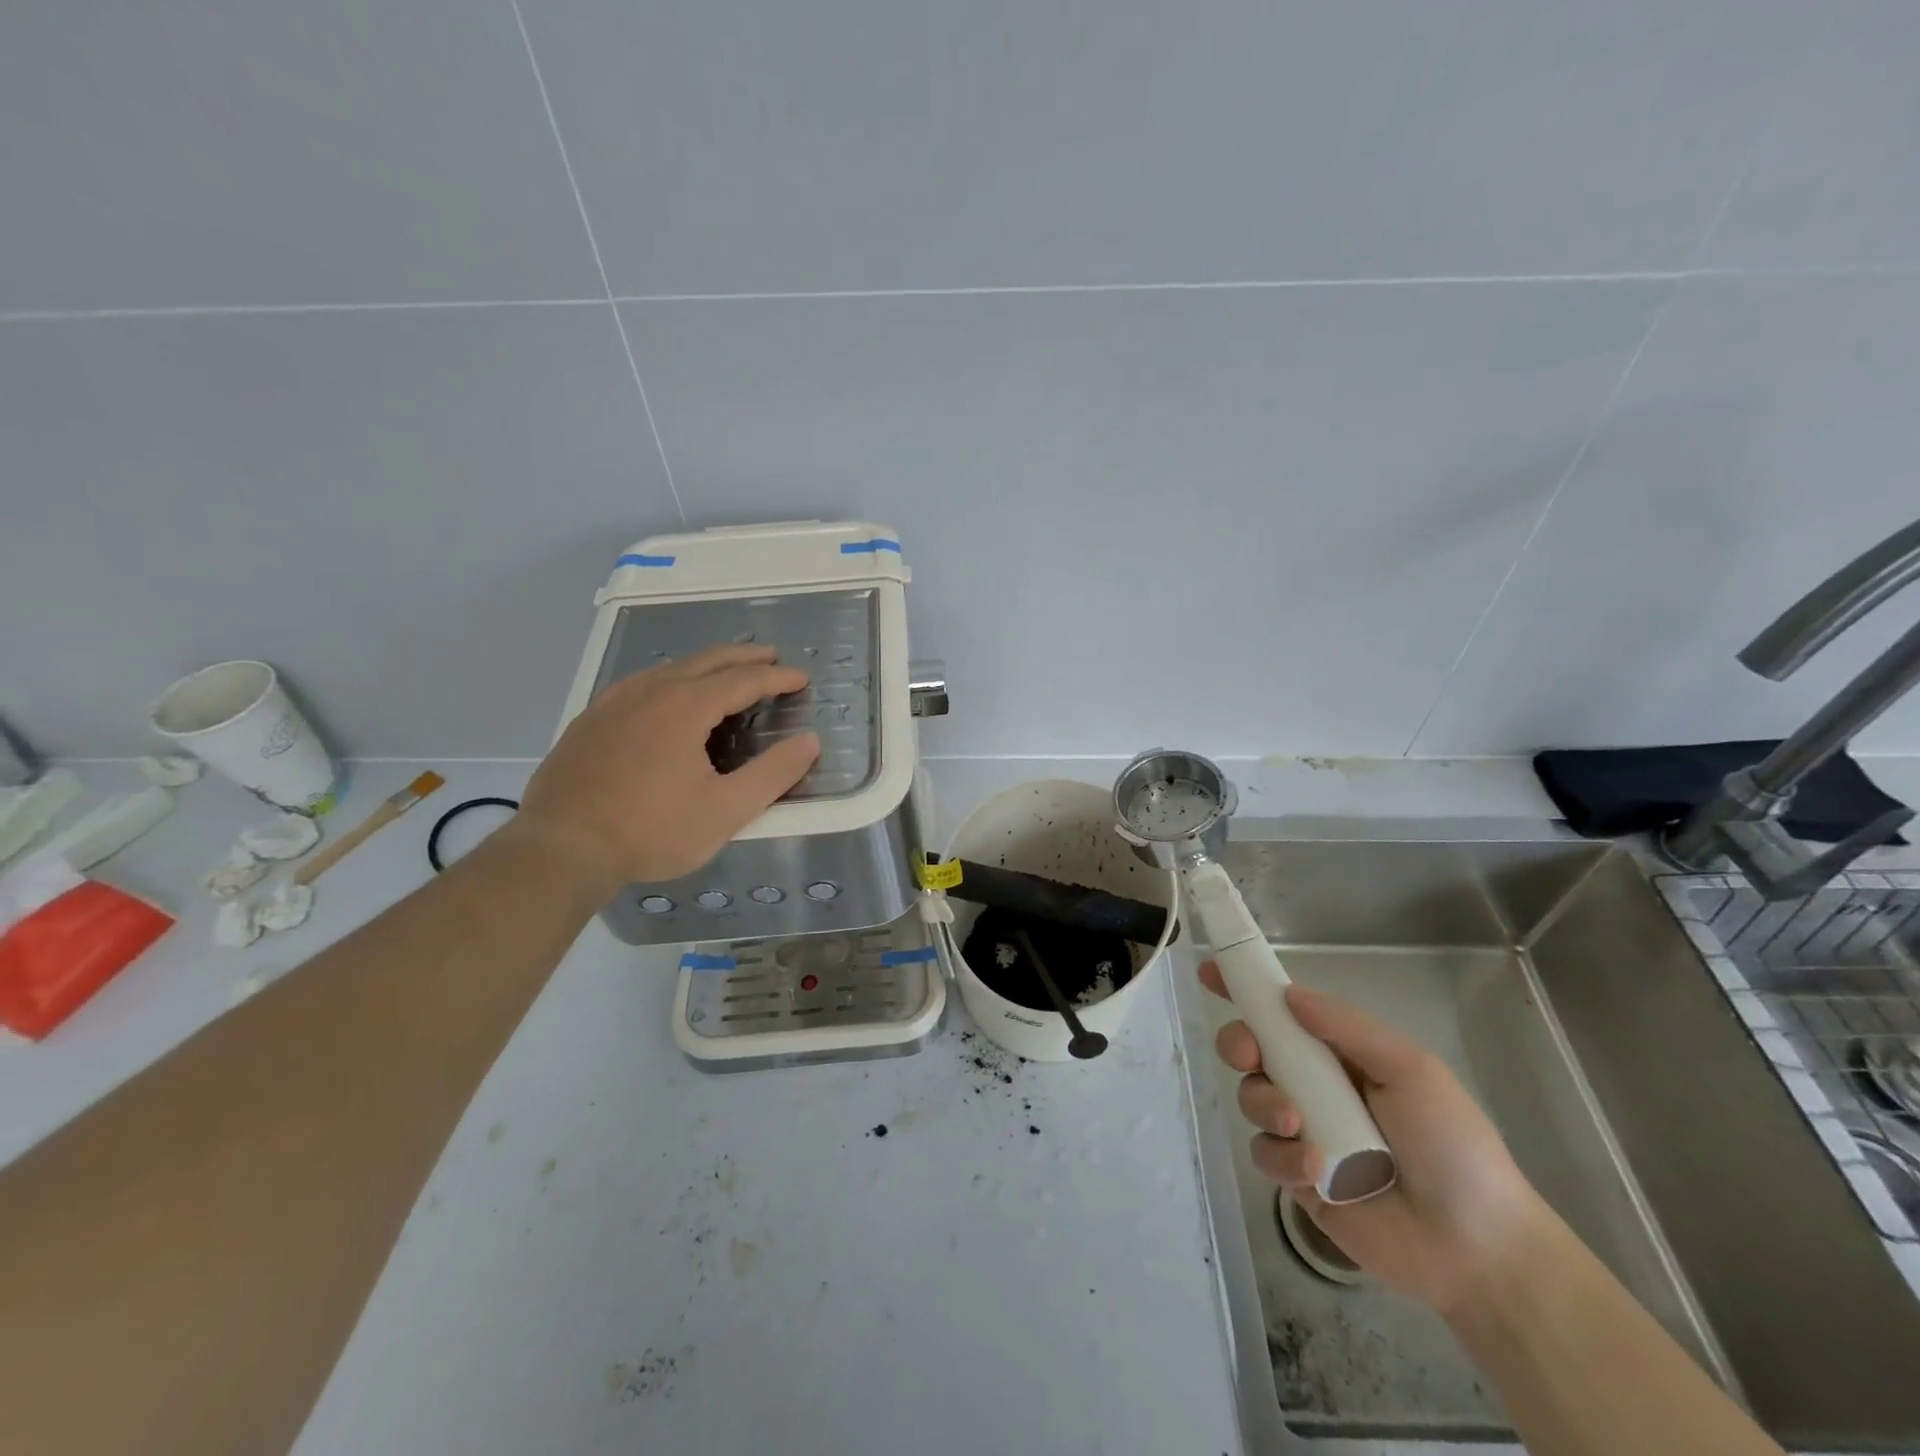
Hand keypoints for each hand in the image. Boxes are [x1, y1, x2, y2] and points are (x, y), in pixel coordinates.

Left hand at [515, 644, 819, 889]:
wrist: (561, 849)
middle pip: (706, 661)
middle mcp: (649, 692)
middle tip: (770, 656)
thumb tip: (810, 741)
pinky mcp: (589, 721)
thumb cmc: (651, 831)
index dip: (776, 678)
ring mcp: (613, 703)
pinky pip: (639, 684)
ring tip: (724, 670)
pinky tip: (664, 694)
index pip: (742, 680)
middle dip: (743, 657)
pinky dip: (669, 679)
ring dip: (705, 664)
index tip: (801, 678)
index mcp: (685, 707)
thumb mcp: (725, 811)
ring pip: (669, 668)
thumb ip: (773, 774)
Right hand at [1200, 962, 1552, 1314]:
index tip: (1210, 971)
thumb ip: (1348, 1027)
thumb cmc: (1452, 1144)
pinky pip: (1264, 1152)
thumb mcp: (1410, 1069)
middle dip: (1239, 1043)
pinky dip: (1283, 1156)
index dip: (1247, 990)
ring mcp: (1304, 1131)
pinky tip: (1315, 1169)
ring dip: (1264, 1102)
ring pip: (1251, 1097)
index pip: (1285, 1012)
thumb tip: (1288, 994)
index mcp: (1342, 1054)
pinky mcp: (1297, 1177)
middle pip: (1254, 1049)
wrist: (1477, 1247)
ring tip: (1296, 1125)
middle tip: (1248, 1055)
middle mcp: (1316, 1085)